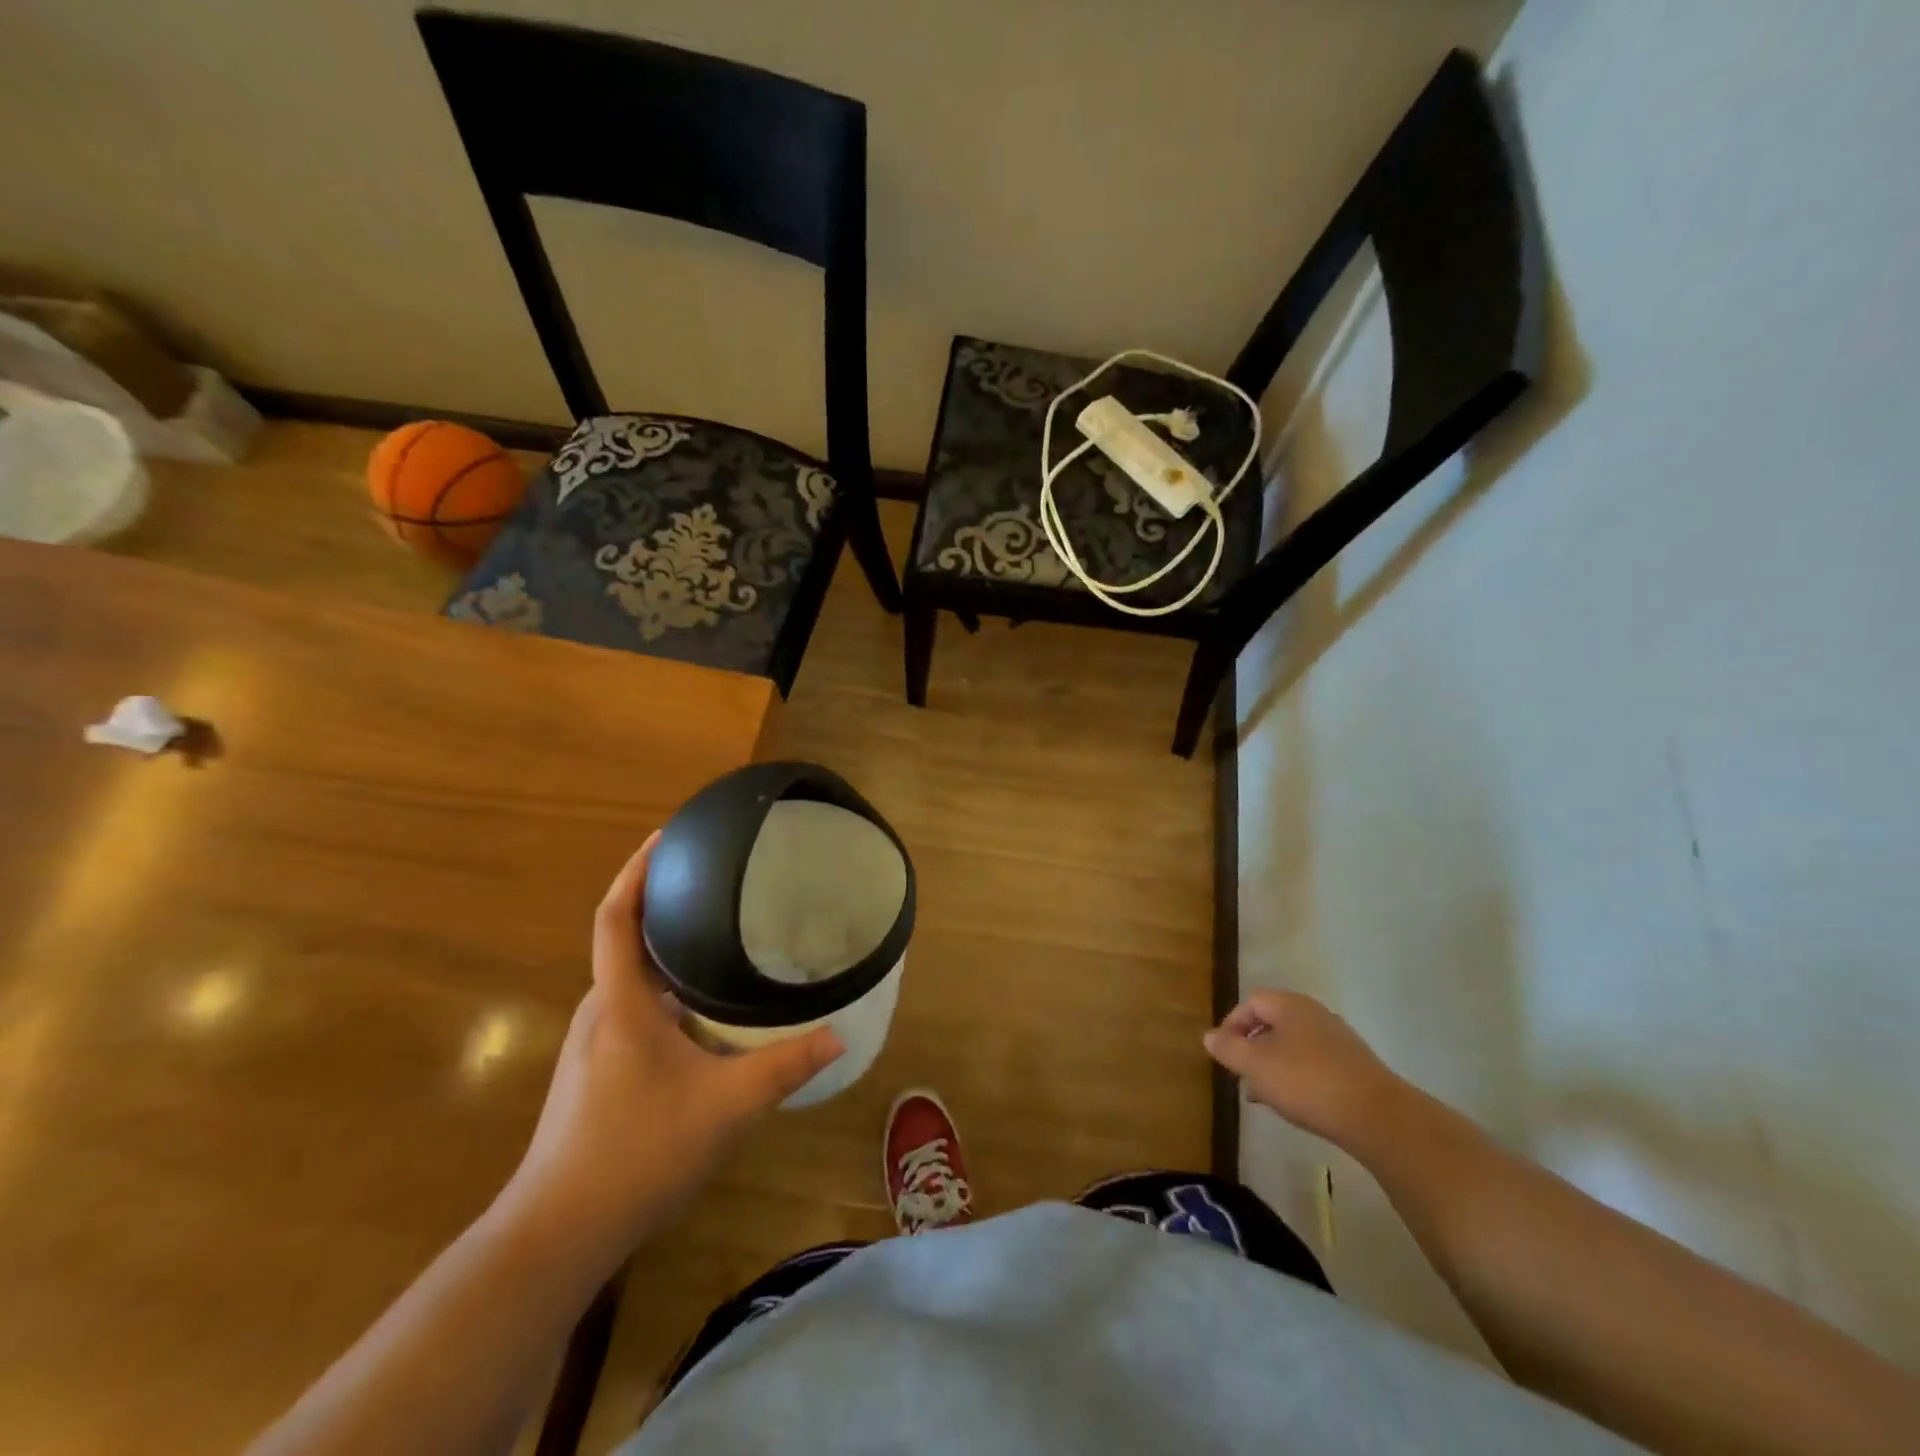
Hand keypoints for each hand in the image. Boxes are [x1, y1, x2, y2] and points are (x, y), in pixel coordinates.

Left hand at [502, 835, 842, 1257]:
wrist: (557, 1233)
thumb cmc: (637, 1152)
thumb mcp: (726, 1106)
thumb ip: (785, 1067)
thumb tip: (838, 1036)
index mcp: (620, 1003)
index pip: (616, 916)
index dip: (637, 870)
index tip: (667, 835)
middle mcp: (599, 1012)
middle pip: (625, 939)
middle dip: (663, 904)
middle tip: (716, 883)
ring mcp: (592, 1044)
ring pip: (631, 979)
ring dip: (665, 950)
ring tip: (718, 937)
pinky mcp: (596, 1071)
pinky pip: (633, 1008)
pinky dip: (665, 989)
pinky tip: (702, 1012)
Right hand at [1204, 991, 1410, 1152]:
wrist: (1378, 1117)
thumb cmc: (1307, 1082)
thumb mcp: (1256, 1066)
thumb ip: (1229, 1049)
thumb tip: (1209, 1036)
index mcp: (1290, 1005)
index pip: (1251, 1002)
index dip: (1232, 1024)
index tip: (1224, 1053)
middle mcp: (1315, 1014)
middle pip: (1273, 1022)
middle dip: (1253, 1047)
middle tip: (1242, 1075)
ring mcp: (1339, 1040)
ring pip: (1294, 1045)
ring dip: (1274, 1065)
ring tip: (1265, 1096)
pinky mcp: (1355, 1066)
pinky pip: (1315, 1063)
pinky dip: (1298, 1077)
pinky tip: (1297, 1103)